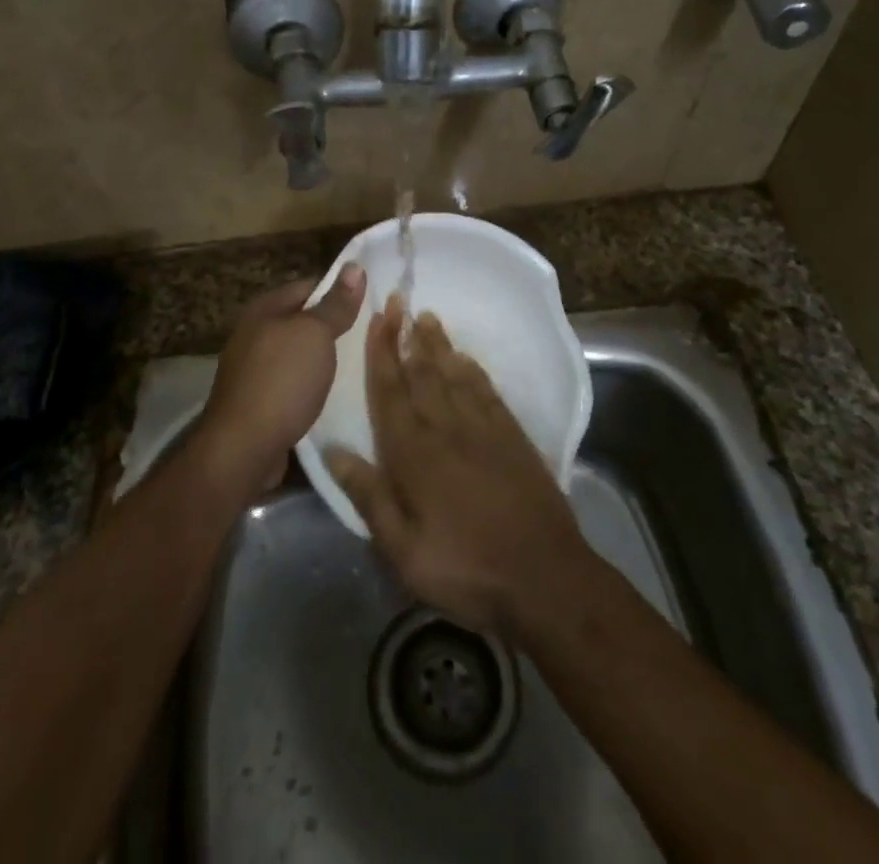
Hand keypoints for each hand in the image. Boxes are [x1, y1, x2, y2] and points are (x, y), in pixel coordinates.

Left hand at [195, 264, 365, 498]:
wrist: (242, 448)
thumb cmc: (281, 381)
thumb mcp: (315, 334)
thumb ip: (335, 304)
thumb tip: (354, 265)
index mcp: (264, 308)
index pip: (309, 285)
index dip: (339, 291)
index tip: (371, 303)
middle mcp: (254, 333)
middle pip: (301, 320)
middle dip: (332, 327)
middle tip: (371, 335)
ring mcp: (252, 369)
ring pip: (297, 354)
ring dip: (322, 359)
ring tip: (358, 365)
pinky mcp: (256, 401)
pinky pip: (291, 382)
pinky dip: (310, 385)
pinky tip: (331, 394)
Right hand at [325, 299, 592, 637]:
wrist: (545, 577)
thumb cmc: (466, 569)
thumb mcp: (404, 551)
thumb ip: (369, 497)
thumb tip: (333, 451)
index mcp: (414, 454)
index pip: (390, 392)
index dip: (380, 354)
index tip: (375, 319)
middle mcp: (446, 429)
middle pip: (421, 373)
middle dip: (405, 336)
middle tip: (397, 300)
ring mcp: (483, 428)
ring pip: (453, 374)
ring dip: (438, 345)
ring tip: (425, 317)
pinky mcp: (513, 436)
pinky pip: (487, 391)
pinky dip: (473, 369)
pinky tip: (465, 357)